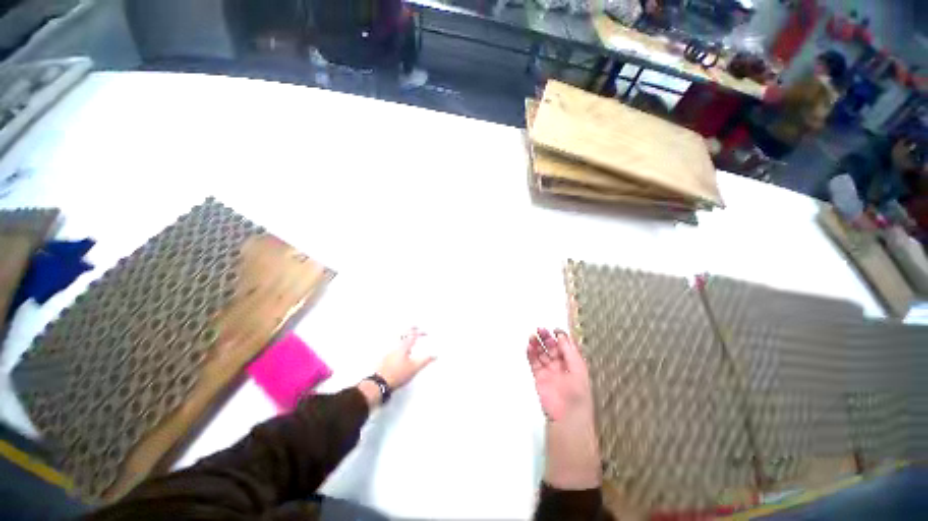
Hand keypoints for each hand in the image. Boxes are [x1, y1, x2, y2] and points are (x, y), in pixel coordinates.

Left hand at [376, 327, 434, 388]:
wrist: (380, 383)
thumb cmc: (398, 374)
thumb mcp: (415, 368)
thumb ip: (425, 360)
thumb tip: (435, 355)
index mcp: (404, 346)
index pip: (413, 335)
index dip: (420, 333)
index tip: (426, 333)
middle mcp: (396, 345)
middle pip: (403, 333)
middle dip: (410, 329)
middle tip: (416, 327)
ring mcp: (389, 350)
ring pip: (397, 338)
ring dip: (404, 335)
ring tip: (409, 337)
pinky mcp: (385, 356)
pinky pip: (392, 344)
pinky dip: (398, 341)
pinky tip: (400, 348)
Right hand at [528, 328, 600, 489]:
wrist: (568, 416)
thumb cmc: (578, 395)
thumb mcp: (578, 369)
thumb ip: (569, 351)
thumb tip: (562, 335)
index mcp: (573, 363)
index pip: (565, 345)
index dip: (560, 337)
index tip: (554, 329)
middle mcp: (561, 366)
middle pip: (552, 347)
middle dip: (546, 338)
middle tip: (540, 329)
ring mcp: (549, 371)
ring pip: (541, 353)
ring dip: (537, 344)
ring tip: (532, 336)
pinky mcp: (539, 377)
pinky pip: (534, 362)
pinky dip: (531, 354)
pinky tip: (529, 346)